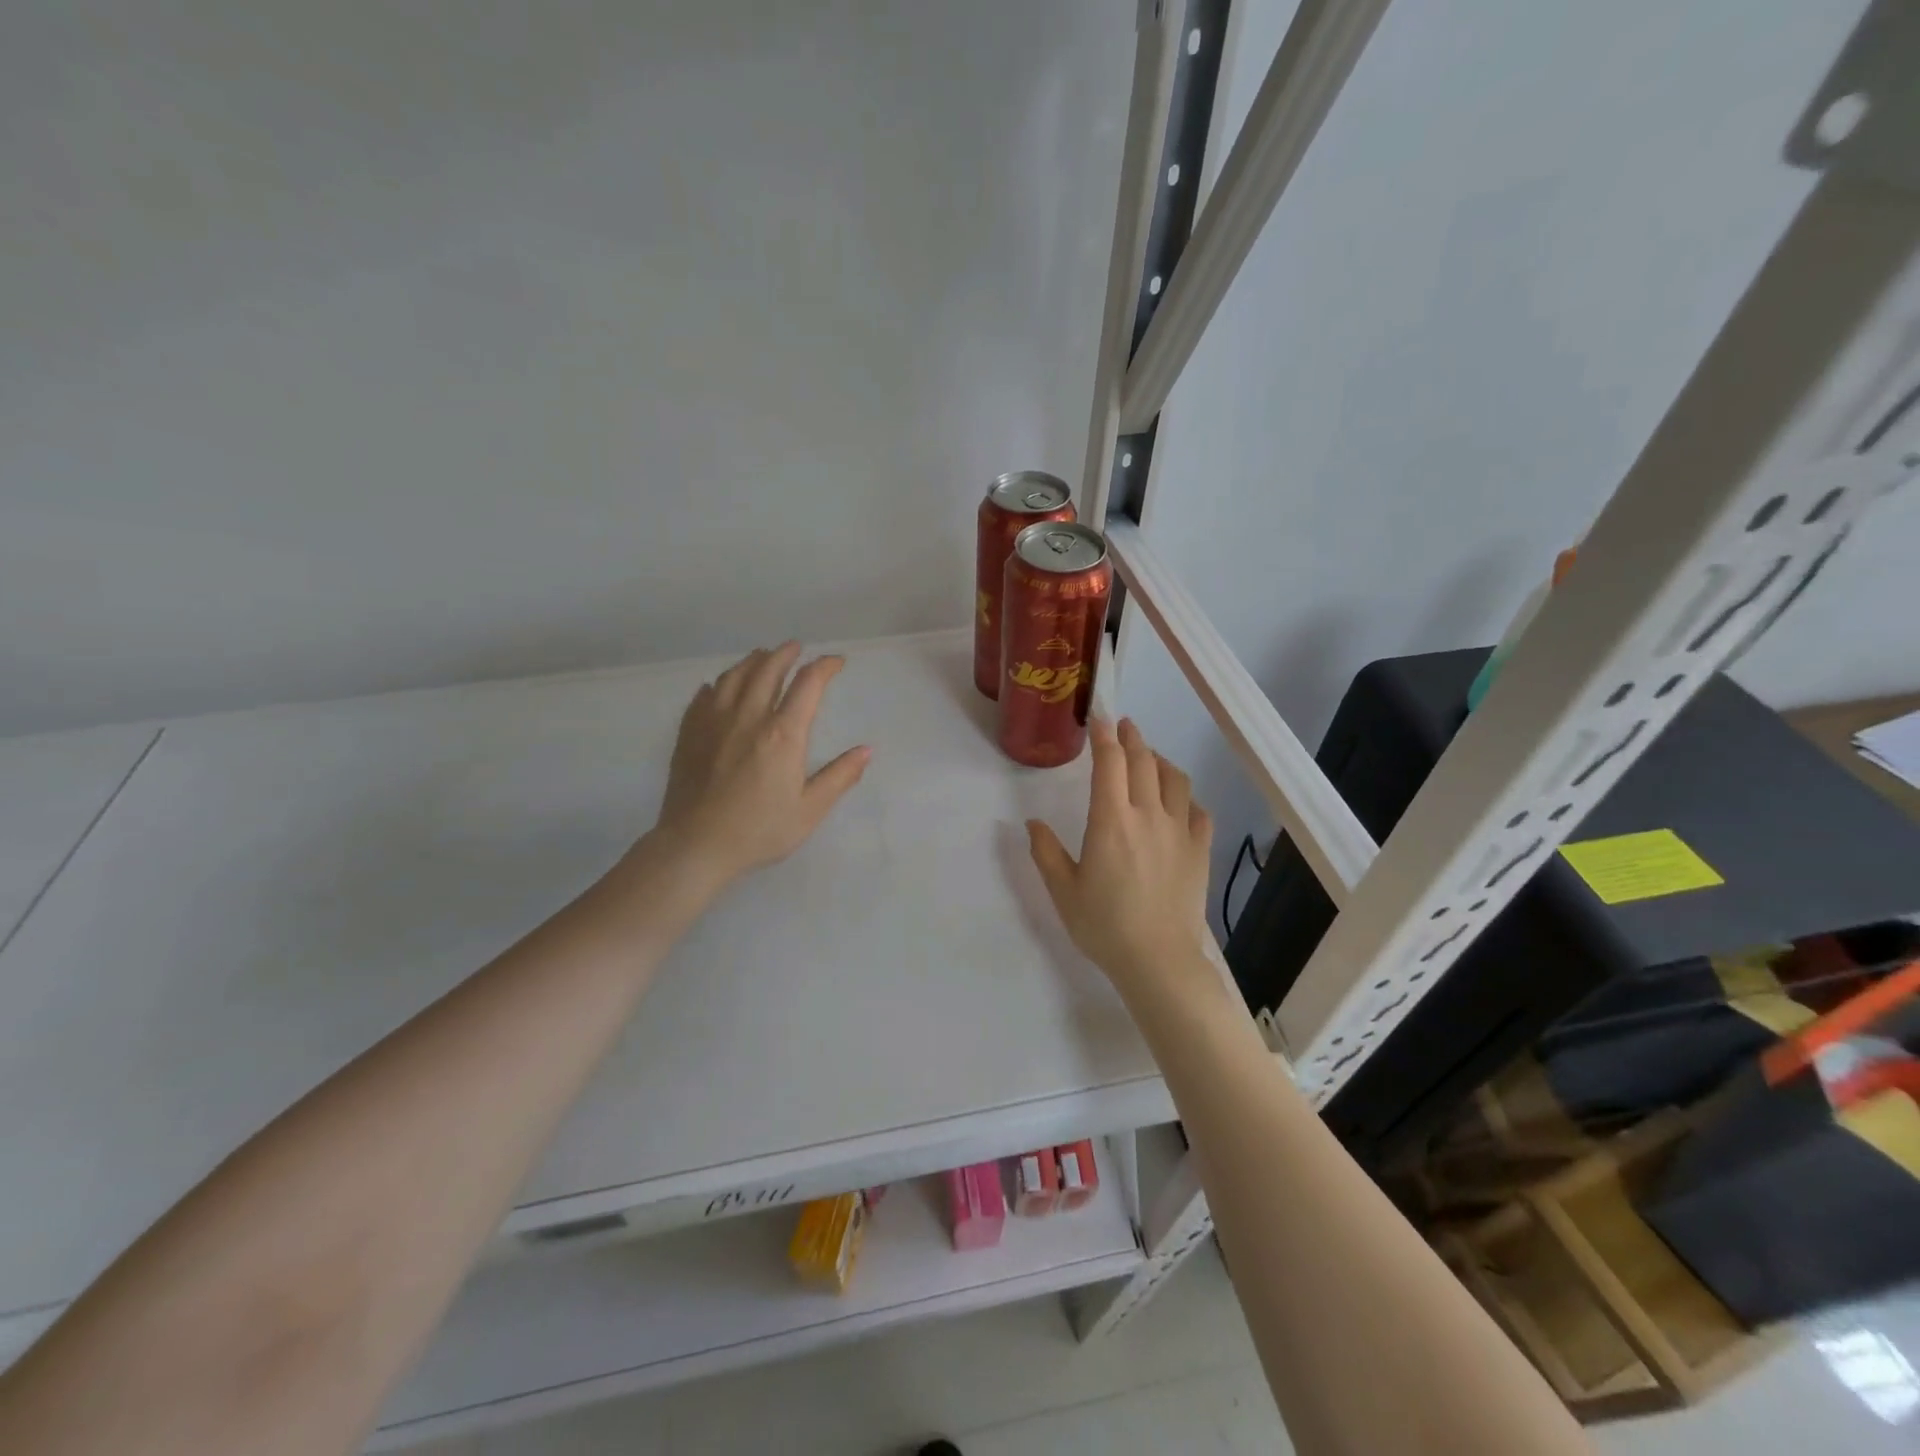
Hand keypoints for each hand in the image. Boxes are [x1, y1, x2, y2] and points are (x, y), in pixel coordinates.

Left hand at [646, 642, 871, 887]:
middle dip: (786, 653)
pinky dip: (718, 684)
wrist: (696, 845)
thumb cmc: (759, 831)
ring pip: (734, 675)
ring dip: (753, 661)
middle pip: (768, 669)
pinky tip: (719, 686)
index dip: (825, 667)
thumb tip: (866, 750)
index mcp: (783, 734)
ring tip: (763, 657)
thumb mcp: (809, 810)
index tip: (836, 663)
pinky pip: (704, 695)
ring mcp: (714, 722)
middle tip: (797, 648)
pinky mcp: (689, 733)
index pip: (808, 684)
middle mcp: (748, 717)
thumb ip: (840, 777)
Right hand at [1027, 718, 1212, 997]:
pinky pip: (1198, 811)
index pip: (1110, 762)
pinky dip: (1186, 798)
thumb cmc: (1104, 925)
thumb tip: (1032, 823)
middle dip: (1132, 737)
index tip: (1099, 718)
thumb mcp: (1063, 891)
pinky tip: (1178, 804)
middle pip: (1144, 761)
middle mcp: (1148, 815)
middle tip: (1123, 726)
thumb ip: (1046, 852)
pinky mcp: (1200, 851)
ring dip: (1160, 761)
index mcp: (1111, 820)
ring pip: (1175, 779)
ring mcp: (1179, 831)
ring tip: (1149, 759)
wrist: (1158, 961)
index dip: (1104, 735)